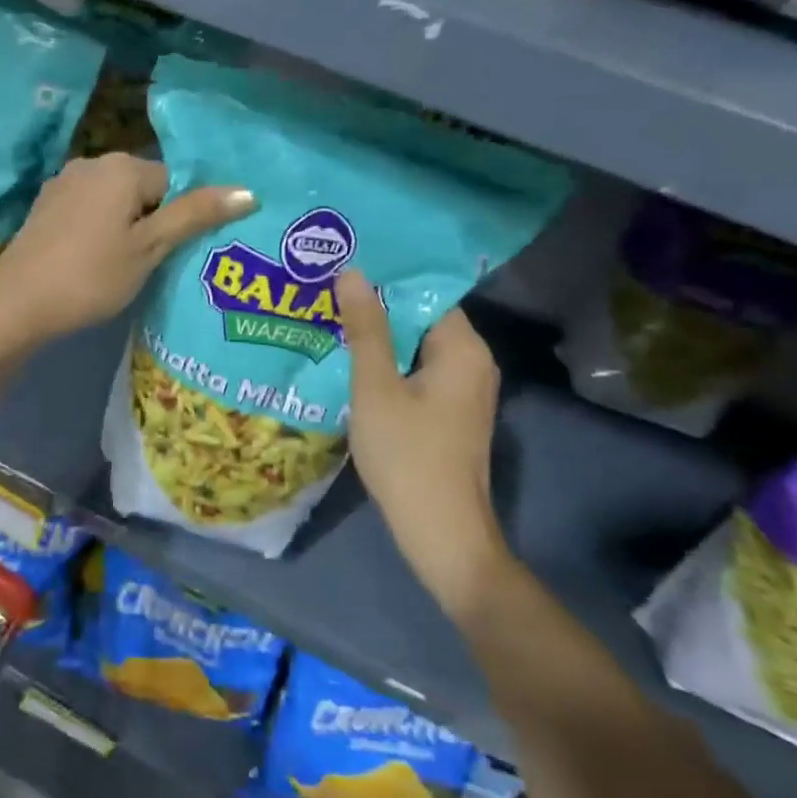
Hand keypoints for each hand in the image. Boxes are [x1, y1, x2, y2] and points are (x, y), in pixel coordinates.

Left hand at [0, 154, 254, 344]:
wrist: (18, 302)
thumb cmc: (92, 275)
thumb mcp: (150, 248)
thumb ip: (195, 216)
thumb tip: (248, 190)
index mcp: (122, 167)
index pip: (174, 180)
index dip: (183, 216)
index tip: (181, 252)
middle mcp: (92, 163)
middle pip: (144, 187)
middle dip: (155, 219)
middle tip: (160, 262)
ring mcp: (63, 183)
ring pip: (115, 200)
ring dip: (128, 225)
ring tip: (131, 266)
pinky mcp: (46, 206)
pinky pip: (89, 210)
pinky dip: (100, 229)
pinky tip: (97, 260)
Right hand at [338, 270, 514, 617]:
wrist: (440, 532)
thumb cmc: (407, 455)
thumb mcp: (375, 387)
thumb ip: (365, 329)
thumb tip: (352, 272)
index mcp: (463, 348)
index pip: (424, 292)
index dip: (383, 279)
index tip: (341, 265)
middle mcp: (472, 362)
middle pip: (420, 318)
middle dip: (374, 307)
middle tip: (324, 290)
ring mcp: (463, 390)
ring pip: (415, 348)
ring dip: (377, 337)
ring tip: (328, 319)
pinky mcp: (450, 413)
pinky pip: (415, 372)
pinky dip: (386, 364)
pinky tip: (348, 362)